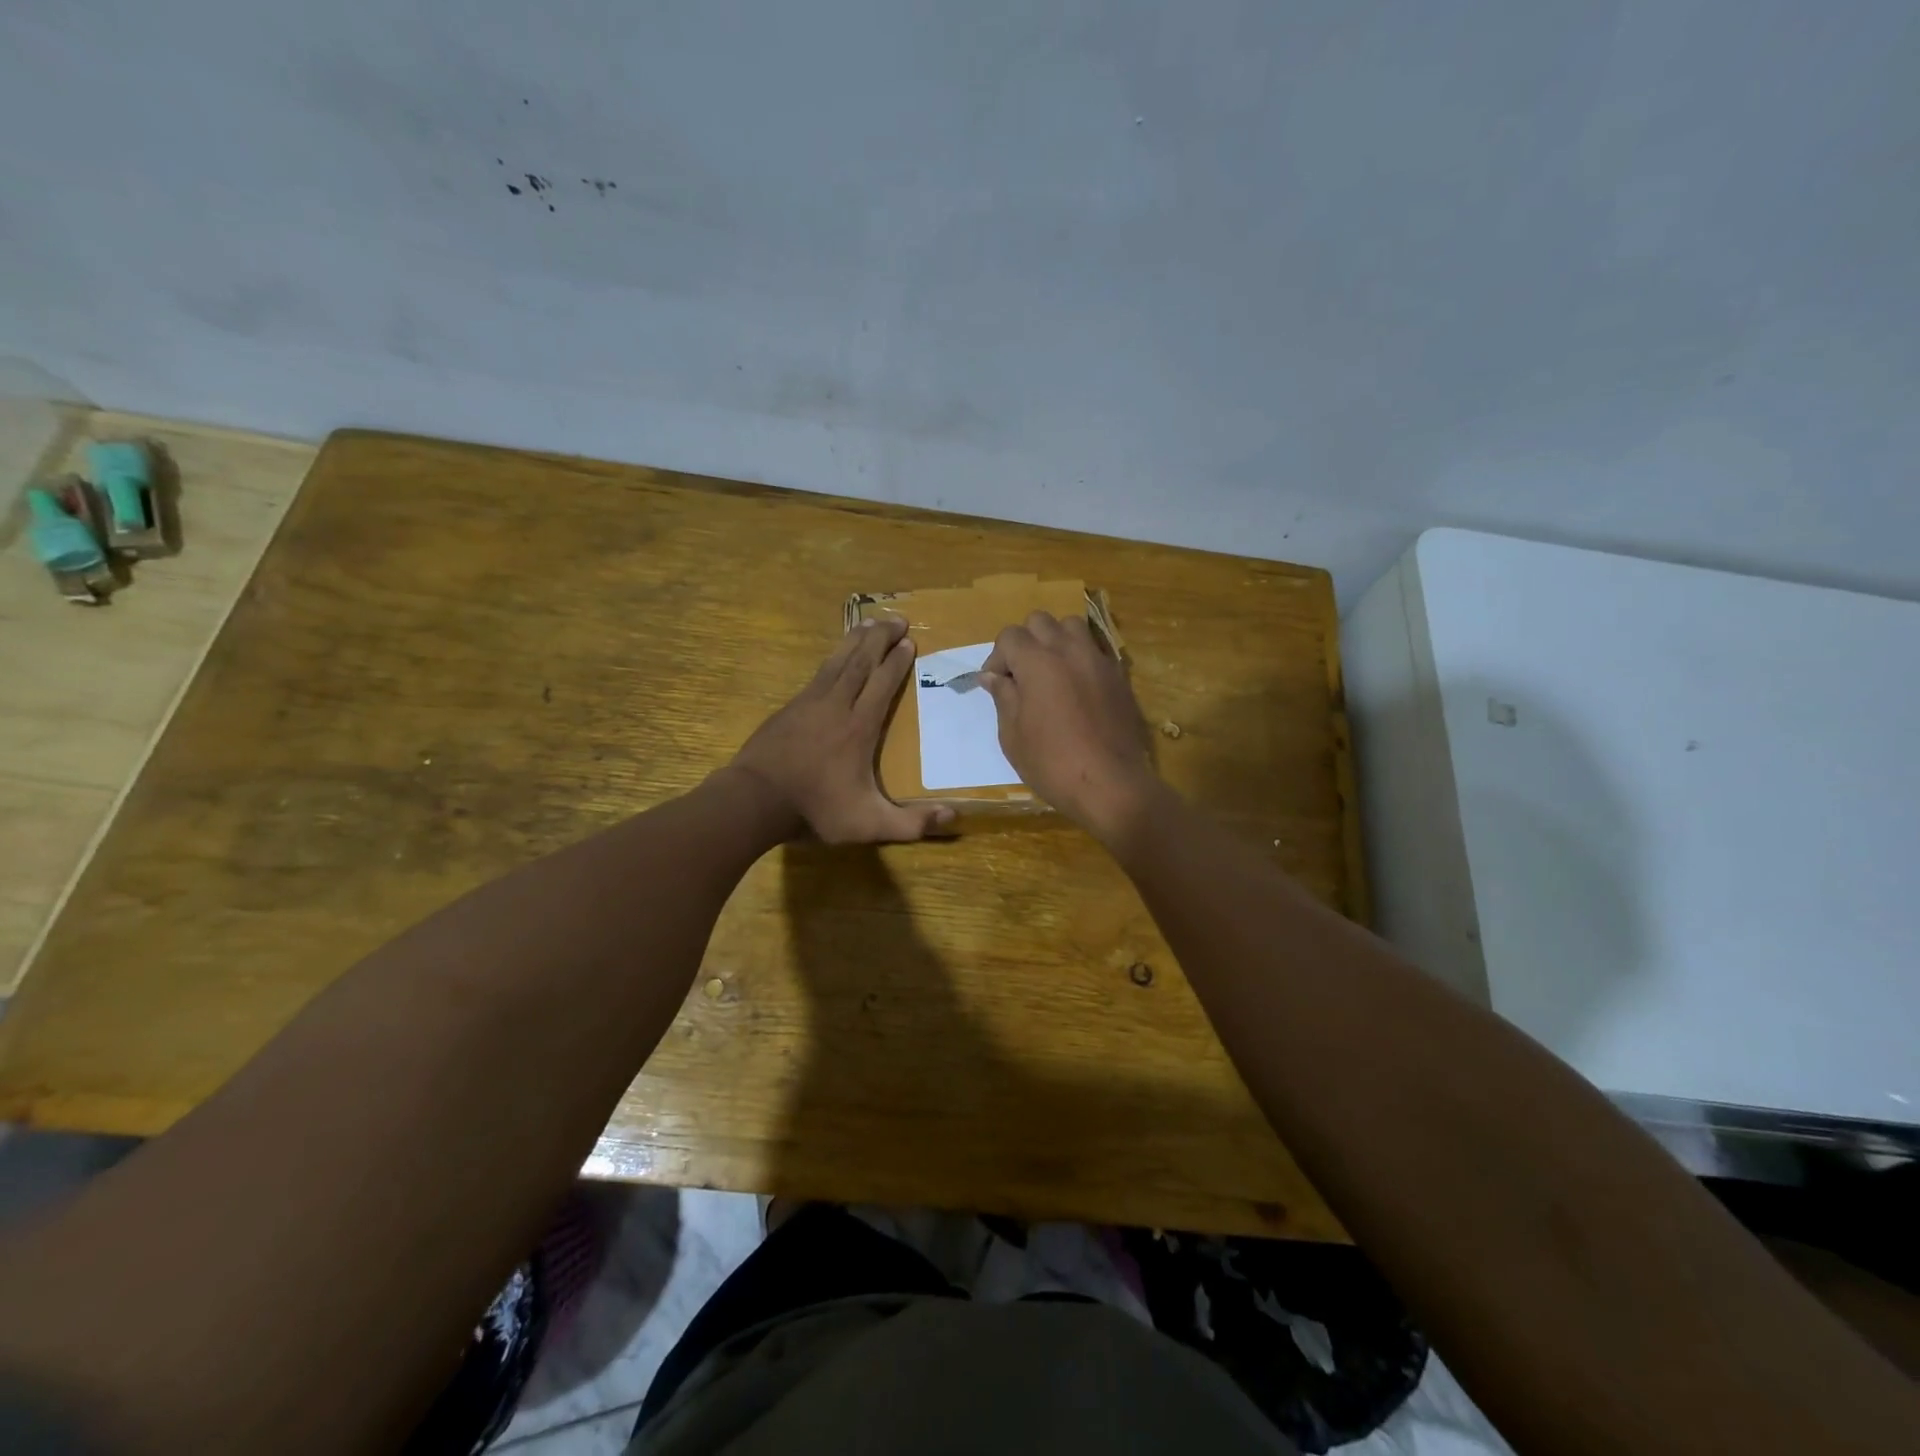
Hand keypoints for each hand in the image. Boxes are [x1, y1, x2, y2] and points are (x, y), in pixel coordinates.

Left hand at [728, 615, 954, 843]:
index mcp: (860, 727)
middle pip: (862, 662)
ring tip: (871, 623)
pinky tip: (836, 655)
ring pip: (838, 660)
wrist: (754, 800)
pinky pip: (819, 672)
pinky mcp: (790, 707)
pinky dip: (833, 656)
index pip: (883, 683)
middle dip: (881, 638)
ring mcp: (810, 702)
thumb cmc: (816, 810)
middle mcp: (838, 705)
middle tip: (897, 619)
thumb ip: (912, 824)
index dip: (897, 661)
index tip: (910, 642)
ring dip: (856, 639)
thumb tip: (954, 817)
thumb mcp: (869, 824)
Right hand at [980, 612, 1161, 840]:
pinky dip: (1080, 657)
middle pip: (1040, 621)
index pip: (1010, 636)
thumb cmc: (1052, 764)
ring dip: (1055, 641)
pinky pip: (1095, 650)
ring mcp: (1098, 660)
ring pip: (1072, 627)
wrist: (1111, 784)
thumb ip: (1003, 698)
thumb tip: (992, 677)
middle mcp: (1069, 650)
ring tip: (1050, 672)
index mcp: (1037, 662)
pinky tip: (1076, 687)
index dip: (997, 658)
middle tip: (1020, 675)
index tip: (995, 685)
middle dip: (1025, 642)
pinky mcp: (1119, 676)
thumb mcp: (1013, 736)